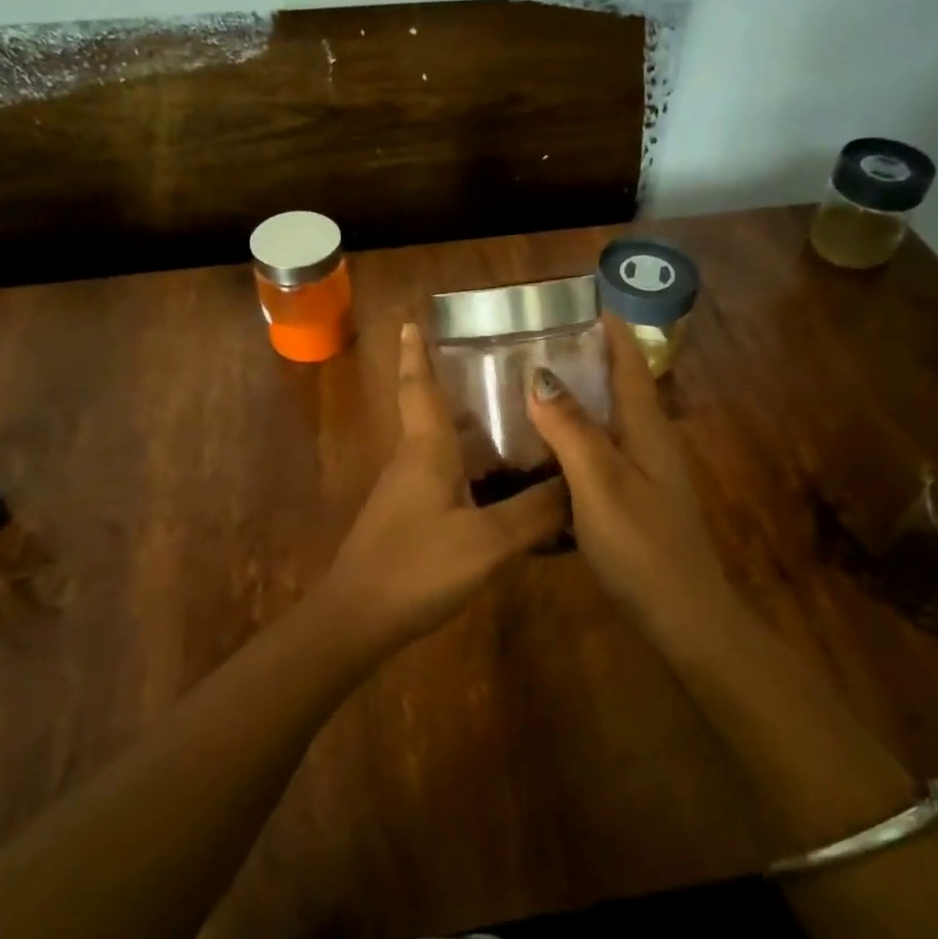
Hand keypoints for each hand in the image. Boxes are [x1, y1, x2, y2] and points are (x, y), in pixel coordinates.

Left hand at [318, 323, 568, 650]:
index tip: (413, 318)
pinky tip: (505, 484)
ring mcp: (409, 491)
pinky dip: (474, 466)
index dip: (416, 351)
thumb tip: (579, 483)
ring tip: (520, 419)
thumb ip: (535, 512)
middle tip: (507, 367)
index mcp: (426, 449)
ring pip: (443, 446)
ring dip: (472, 427)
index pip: (419, 386)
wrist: (358, 620)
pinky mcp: (412, 519)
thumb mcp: (486, 542)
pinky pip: (448, 477)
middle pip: (435, 411)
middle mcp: (414, 460)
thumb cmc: (416, 567)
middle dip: (461, 384)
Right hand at [525, 315, 733, 628]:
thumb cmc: (641, 543)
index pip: (629, 361)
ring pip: (607, 420)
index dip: (608, 328)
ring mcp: (643, 471)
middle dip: (584, 358)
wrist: (681, 614)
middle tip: (533, 342)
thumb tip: (540, 373)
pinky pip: (599, 452)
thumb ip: (571, 429)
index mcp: (646, 427)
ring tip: (528, 386)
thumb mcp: (600, 482)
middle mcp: (649, 440)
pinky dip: (572, 438)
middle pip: (618, 385)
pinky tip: (542, 450)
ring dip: (576, 398)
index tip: (576, 301)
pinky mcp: (633, 498)